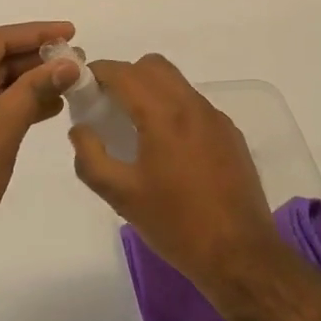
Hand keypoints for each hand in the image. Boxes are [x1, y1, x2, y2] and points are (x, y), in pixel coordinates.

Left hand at [0, 22, 81, 252]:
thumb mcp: (4, 123)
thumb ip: (37, 87)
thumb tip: (70, 63)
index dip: (38, 33)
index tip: (72, 31)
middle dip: (36, 59)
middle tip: (76, 59)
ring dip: (29, 82)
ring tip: (69, 82)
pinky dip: (15, 103)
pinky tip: (47, 107)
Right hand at [68, 54, 280, 296]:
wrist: (240, 254)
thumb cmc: (176, 224)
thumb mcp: (121, 196)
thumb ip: (91, 158)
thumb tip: (80, 131)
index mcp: (164, 115)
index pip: (124, 73)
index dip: (98, 73)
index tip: (82, 88)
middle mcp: (193, 106)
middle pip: (153, 67)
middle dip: (125, 76)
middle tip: (108, 107)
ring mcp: (216, 119)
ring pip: (177, 83)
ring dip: (151, 91)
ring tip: (135, 128)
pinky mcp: (231, 135)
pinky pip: (195, 106)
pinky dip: (174, 109)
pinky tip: (168, 149)